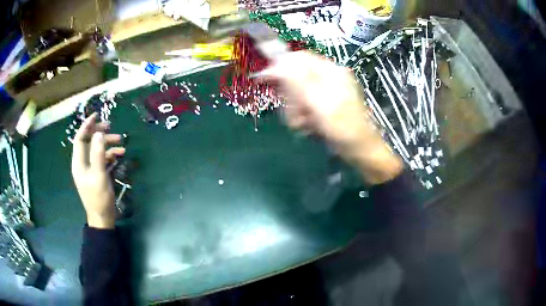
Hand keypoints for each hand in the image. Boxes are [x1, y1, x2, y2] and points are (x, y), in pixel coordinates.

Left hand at [71, 113, 125, 228]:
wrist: (103, 217)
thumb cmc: (98, 197)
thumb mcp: (99, 175)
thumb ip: (98, 154)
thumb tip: (99, 134)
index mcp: (79, 162)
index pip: (79, 138)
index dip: (86, 125)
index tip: (97, 115)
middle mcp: (83, 163)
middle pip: (88, 141)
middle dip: (99, 132)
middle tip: (110, 126)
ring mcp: (90, 168)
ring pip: (97, 149)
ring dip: (107, 143)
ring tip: (121, 141)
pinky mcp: (97, 173)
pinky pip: (103, 158)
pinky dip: (111, 154)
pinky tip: (121, 154)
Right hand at [264, 51, 402, 183]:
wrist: (360, 150)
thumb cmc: (343, 128)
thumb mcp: (319, 103)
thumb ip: (298, 81)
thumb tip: (278, 62)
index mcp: (330, 71)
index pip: (298, 58)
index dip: (280, 67)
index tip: (265, 80)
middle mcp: (328, 78)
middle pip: (295, 77)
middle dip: (291, 97)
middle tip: (295, 114)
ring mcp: (326, 92)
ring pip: (297, 94)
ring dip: (295, 110)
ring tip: (305, 124)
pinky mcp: (324, 105)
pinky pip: (303, 105)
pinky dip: (302, 117)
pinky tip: (308, 126)